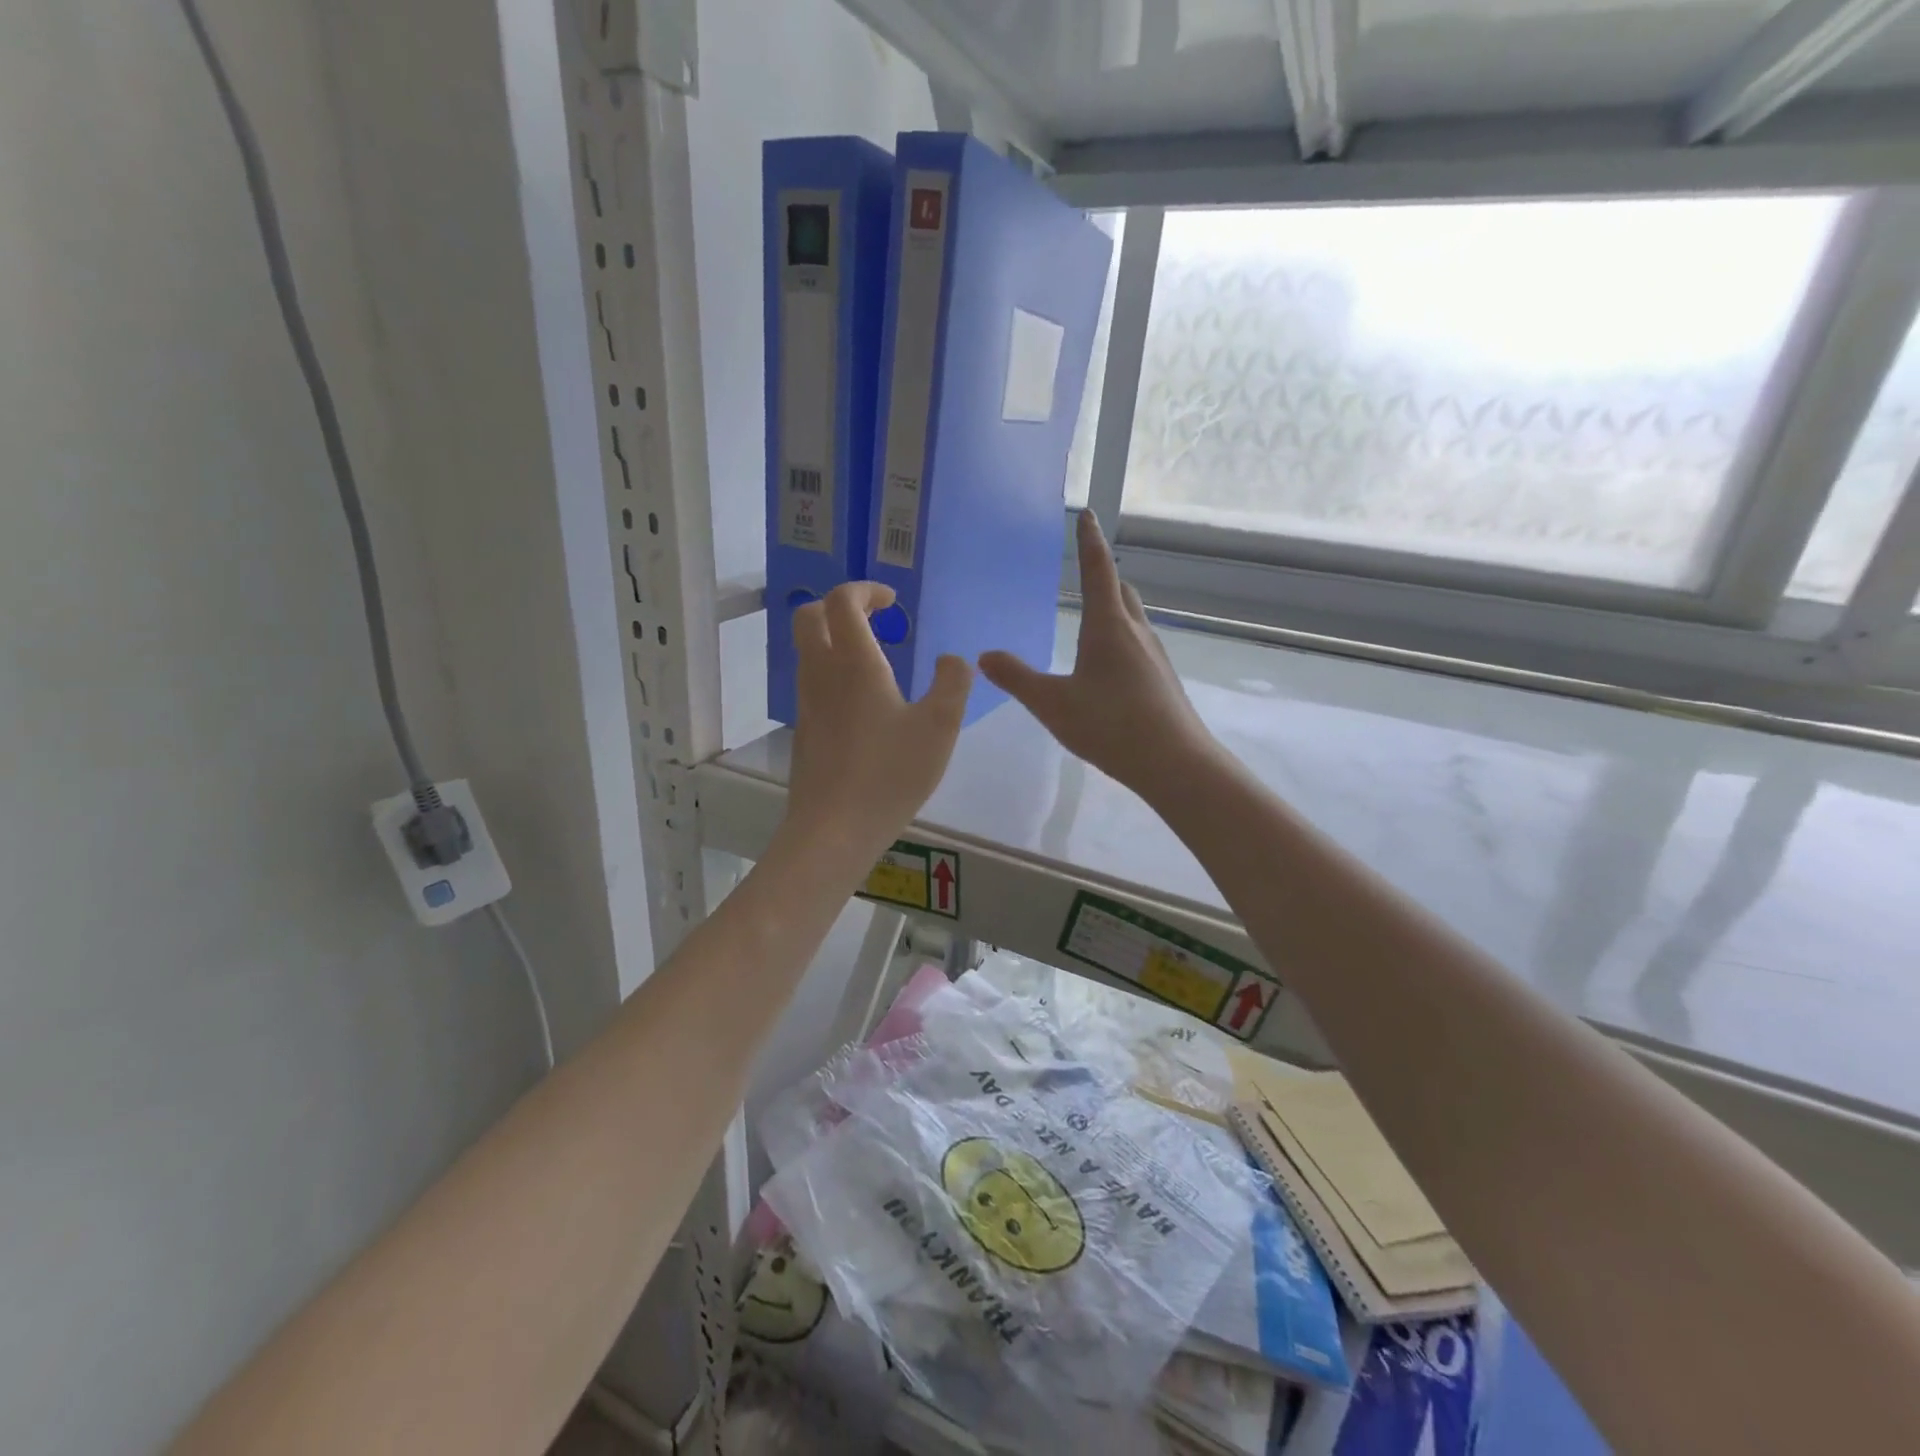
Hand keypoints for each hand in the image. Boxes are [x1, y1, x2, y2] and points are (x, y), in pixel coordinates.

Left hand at [784, 582, 971, 861]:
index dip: (865, 589)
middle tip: (874, 620)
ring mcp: (806, 703)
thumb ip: (952, 684)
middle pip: (808, 616)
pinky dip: (832, 671)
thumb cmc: (891, 772)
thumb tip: (951, 660)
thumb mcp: (939, 726)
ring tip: (875, 661)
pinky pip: (812, 682)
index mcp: (853, 662)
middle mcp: (821, 673)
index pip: (842, 600)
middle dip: (838, 606)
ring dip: (834, 639)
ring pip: (807, 651)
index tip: (892, 601)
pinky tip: (865, 704)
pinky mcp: (803, 730)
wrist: (834, 828)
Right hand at [979, 512, 1215, 803]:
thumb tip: (984, 656)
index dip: (1090, 541)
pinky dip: (1121, 638)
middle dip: (1103, 574)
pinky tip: (1108, 667)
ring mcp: (1154, 655)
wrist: (1175, 763)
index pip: (1098, 569)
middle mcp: (1136, 632)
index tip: (1088, 513)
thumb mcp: (1053, 704)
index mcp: (1108, 626)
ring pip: (1133, 617)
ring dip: (1113, 608)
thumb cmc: (1111, 726)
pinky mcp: (1162, 679)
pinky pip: (1138, 644)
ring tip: (1091, 619)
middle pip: (1121, 590)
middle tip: (1085, 571)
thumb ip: (1017, 679)